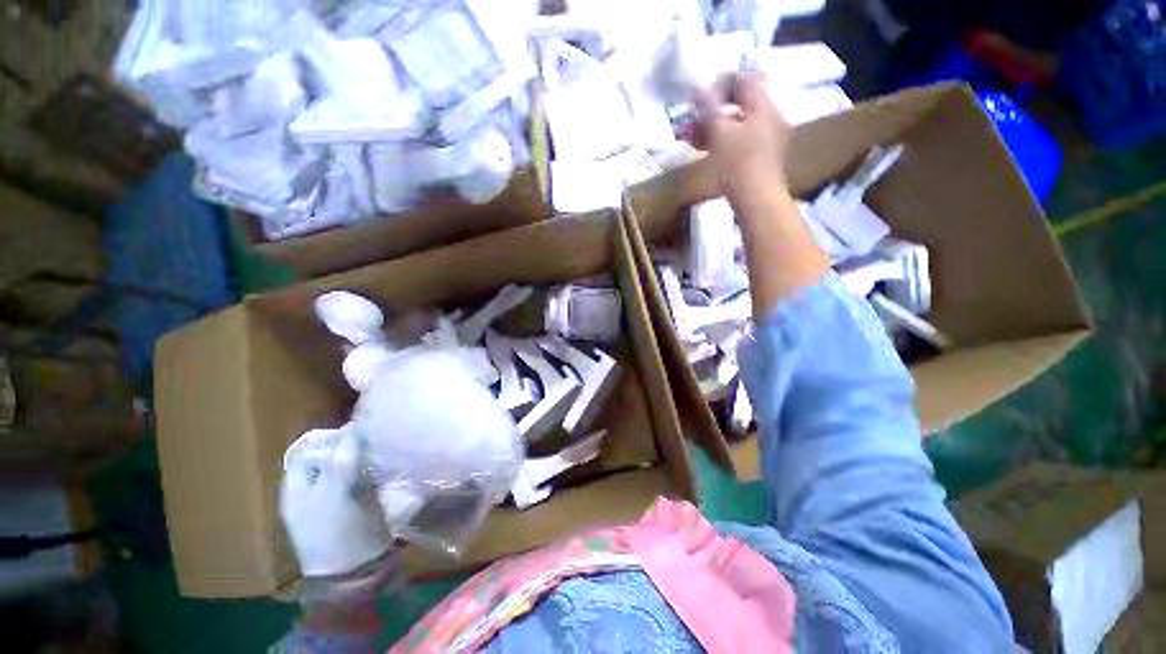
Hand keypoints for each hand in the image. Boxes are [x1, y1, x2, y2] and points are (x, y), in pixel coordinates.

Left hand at [280, 426, 392, 578]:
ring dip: (363, 457)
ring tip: (381, 453)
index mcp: (297, 489)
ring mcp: (334, 500)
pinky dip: (372, 470)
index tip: (357, 435)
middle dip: (349, 447)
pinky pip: (362, 478)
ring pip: (347, 466)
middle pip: (328, 457)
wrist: (358, 572)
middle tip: (372, 443)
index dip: (330, 439)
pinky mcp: (355, 506)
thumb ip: (342, 456)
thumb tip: (354, 425)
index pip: (308, 451)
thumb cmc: (338, 531)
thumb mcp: (336, 491)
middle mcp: (312, 492)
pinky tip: (386, 469)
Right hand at [692, 72, 791, 205]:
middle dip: (709, 110)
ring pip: (734, 124)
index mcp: (763, 106)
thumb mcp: (721, 133)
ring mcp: (763, 139)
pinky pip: (736, 140)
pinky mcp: (756, 157)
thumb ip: (709, 107)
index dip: (719, 84)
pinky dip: (718, 141)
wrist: (756, 200)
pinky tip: (700, 147)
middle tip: (688, 119)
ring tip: (686, 136)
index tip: (698, 97)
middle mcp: (767, 117)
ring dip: (710, 127)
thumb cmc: (739, 164)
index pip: (743, 80)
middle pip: (737, 104)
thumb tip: (697, 86)